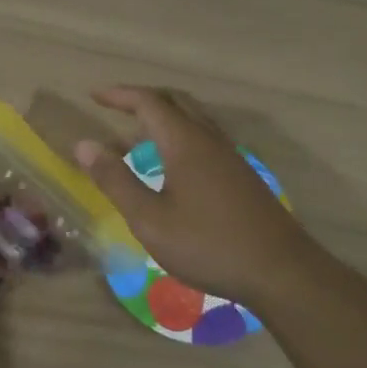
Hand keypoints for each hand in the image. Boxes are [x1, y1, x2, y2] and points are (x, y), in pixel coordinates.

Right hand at [74, 86, 312, 308]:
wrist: (282, 272)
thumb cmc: (208, 245)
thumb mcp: (150, 219)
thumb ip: (116, 180)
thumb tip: (84, 145)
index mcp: (185, 142)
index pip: (148, 102)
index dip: (119, 95)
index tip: (94, 96)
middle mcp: (209, 139)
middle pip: (174, 102)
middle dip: (141, 99)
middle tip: (113, 107)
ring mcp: (230, 157)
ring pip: (192, 120)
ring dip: (161, 119)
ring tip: (134, 139)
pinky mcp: (241, 176)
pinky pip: (204, 138)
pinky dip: (178, 137)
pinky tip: (170, 167)